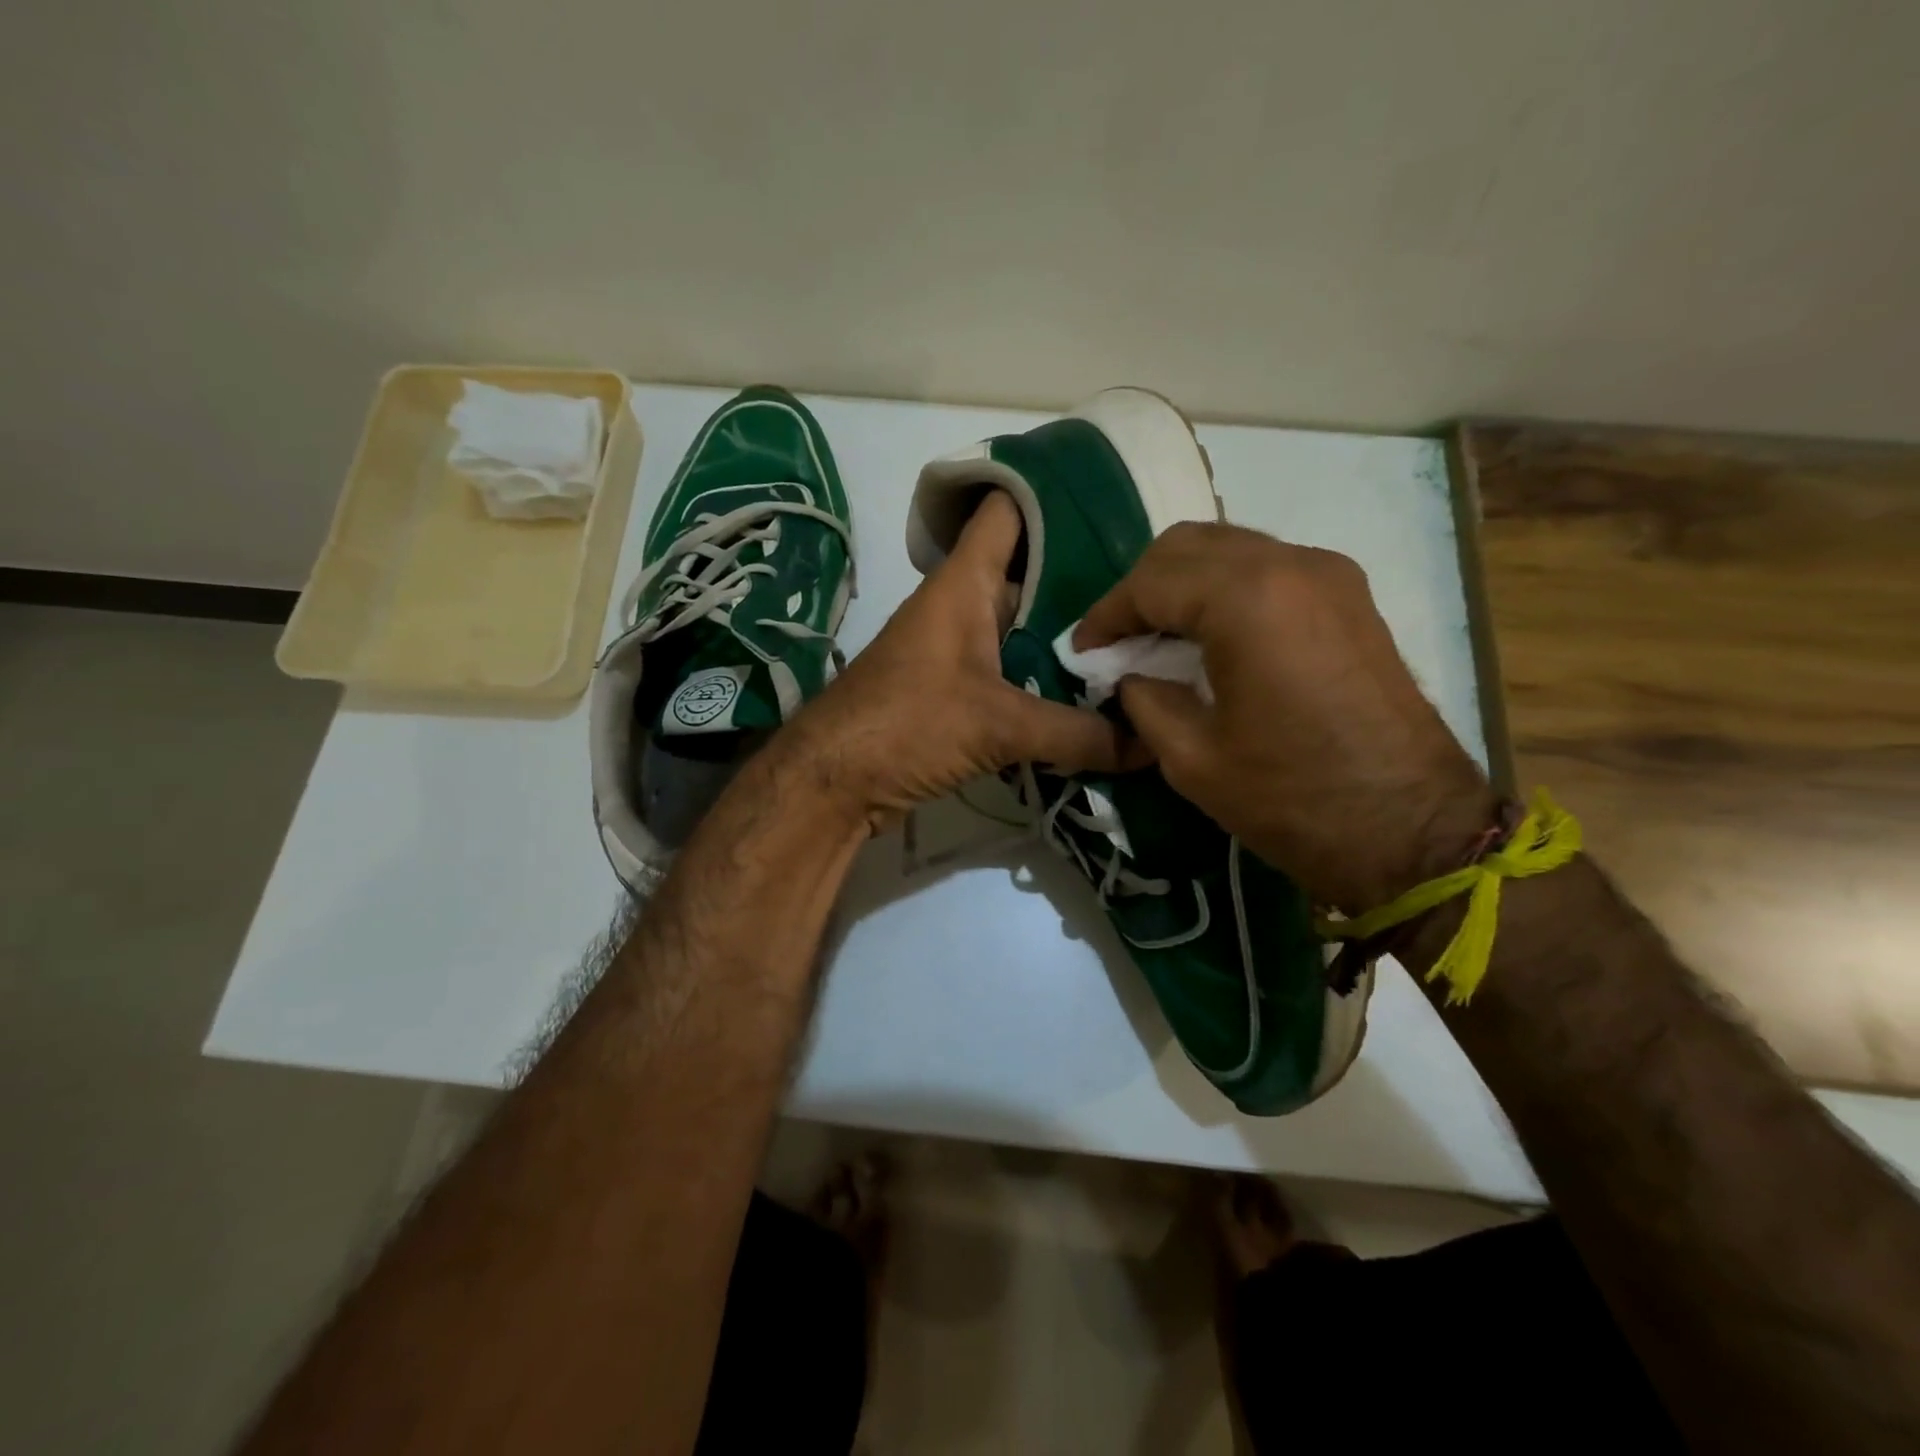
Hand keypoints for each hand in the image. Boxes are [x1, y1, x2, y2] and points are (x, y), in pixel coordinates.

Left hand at [777, 491, 1135, 832]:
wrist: (833, 782)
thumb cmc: (906, 725)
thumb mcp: (998, 725)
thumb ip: (1077, 733)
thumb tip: (1150, 747)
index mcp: (964, 583)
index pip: (1008, 510)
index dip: (1055, 495)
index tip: (1117, 505)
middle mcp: (962, 606)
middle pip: (1032, 572)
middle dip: (1087, 579)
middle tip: (1152, 592)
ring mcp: (958, 650)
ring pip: (1025, 627)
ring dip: (1070, 637)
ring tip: (1139, 642)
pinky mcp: (957, 691)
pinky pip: (1014, 671)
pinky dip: (1048, 679)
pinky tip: (1093, 695)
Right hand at [1076, 523, 1495, 911]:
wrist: (1412, 830)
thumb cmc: (1292, 798)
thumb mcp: (1191, 758)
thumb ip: (1144, 698)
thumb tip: (1128, 674)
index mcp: (1247, 600)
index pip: (1150, 581)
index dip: (1106, 615)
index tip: (1083, 652)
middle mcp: (1290, 564)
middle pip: (1188, 545)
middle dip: (1142, 588)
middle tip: (1119, 641)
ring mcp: (1329, 574)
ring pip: (1229, 549)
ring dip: (1183, 585)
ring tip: (1158, 639)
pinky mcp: (1349, 596)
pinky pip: (1267, 569)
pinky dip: (1225, 591)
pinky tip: (1210, 639)